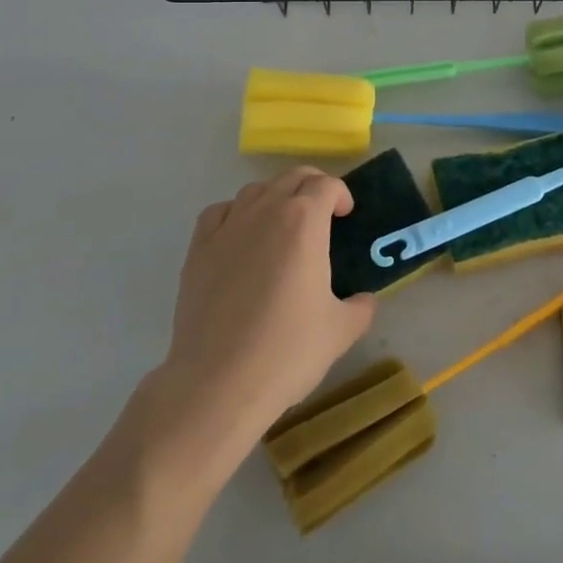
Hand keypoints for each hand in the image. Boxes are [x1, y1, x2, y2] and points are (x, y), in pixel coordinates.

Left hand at [154, 167, 374, 441]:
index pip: (326, 185)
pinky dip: (236, 213)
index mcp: (304, 222)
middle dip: (312, 186)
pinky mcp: (198, 251)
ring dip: (276, 197)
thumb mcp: (341, 331)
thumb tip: (364, 300)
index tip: (346, 215)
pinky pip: (219, 213)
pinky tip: (241, 236)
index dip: (341, 194)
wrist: (217, 384)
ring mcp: (227, 229)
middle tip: (323, 213)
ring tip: (283, 224)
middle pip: (291, 178)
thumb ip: (360, 307)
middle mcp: (265, 212)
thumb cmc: (287, 352)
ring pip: (255, 191)